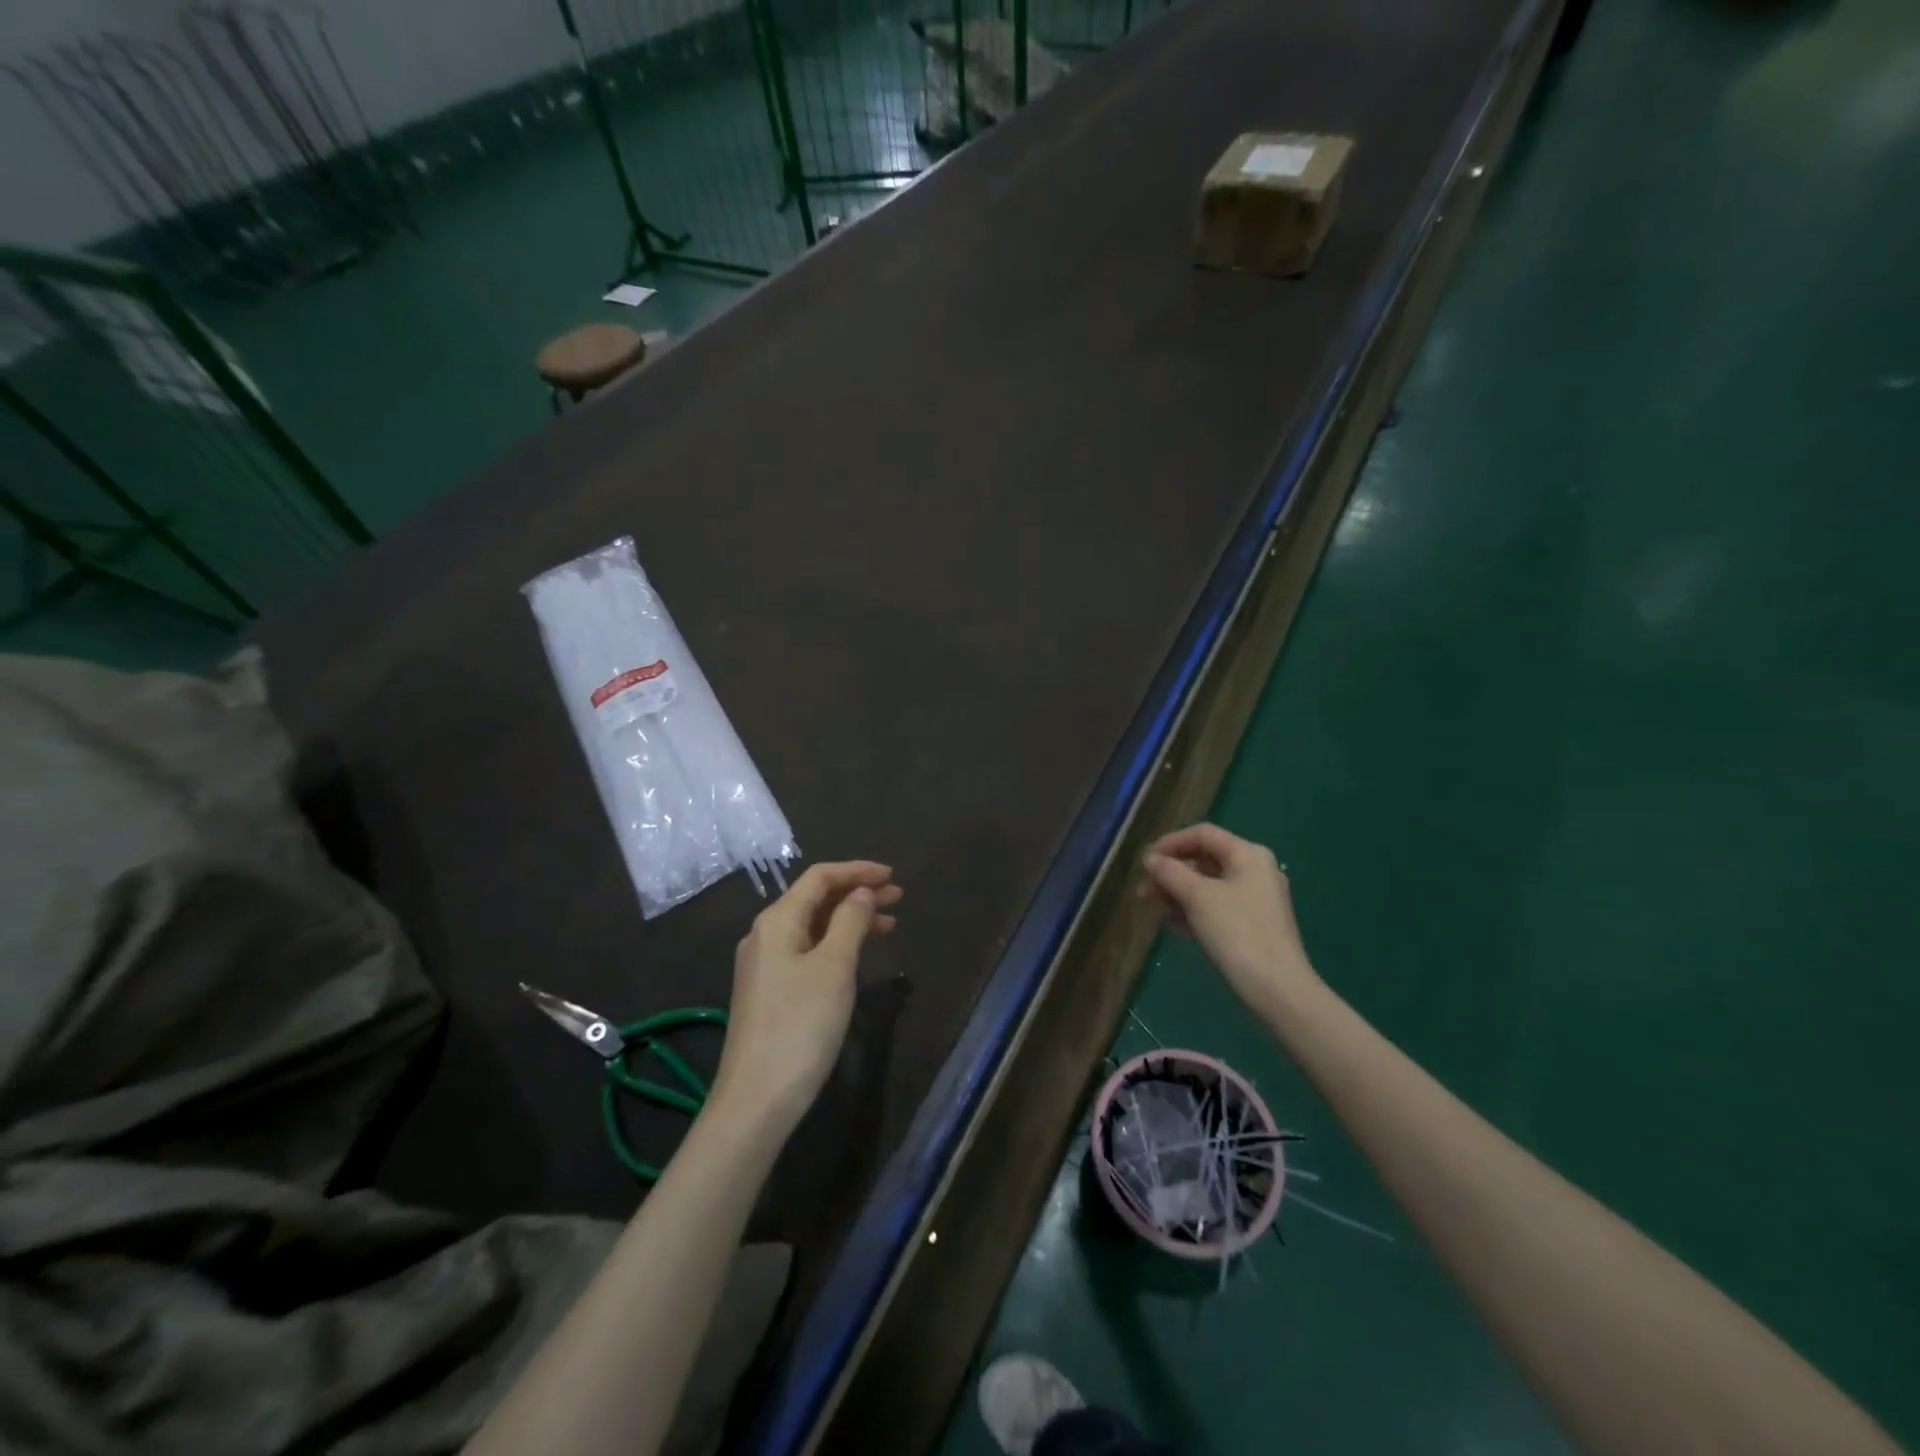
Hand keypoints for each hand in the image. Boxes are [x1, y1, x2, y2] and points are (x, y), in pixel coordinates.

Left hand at [712, 861, 902, 1126]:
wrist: (757, 1100)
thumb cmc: (801, 1025)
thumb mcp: (834, 968)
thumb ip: (850, 921)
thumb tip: (861, 892)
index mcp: (777, 921)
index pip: (819, 878)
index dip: (857, 871)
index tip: (892, 876)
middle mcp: (765, 935)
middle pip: (815, 900)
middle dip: (857, 894)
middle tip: (898, 898)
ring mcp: (765, 965)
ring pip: (813, 927)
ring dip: (850, 920)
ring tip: (890, 925)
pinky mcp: (770, 992)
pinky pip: (807, 951)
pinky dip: (836, 944)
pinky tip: (859, 955)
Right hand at [1139, 824, 1318, 1009]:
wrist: (1276, 988)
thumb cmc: (1236, 931)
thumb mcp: (1198, 897)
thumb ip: (1171, 872)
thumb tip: (1151, 859)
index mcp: (1248, 855)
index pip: (1203, 834)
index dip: (1171, 842)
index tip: (1145, 860)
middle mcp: (1255, 871)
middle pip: (1205, 860)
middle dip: (1171, 872)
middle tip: (1144, 889)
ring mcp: (1255, 900)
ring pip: (1208, 886)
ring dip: (1178, 892)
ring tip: (1151, 906)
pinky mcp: (1252, 926)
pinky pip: (1216, 907)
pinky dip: (1193, 910)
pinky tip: (1171, 923)